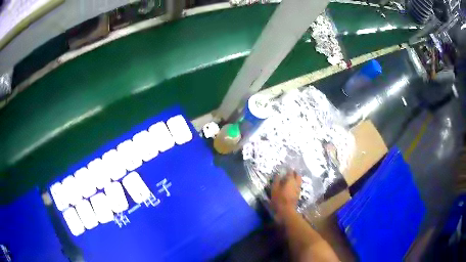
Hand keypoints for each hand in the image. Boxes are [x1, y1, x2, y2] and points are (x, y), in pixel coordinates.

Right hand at [271, 171, 301, 220]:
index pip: (291, 171)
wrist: (286, 211)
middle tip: (289, 172)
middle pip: (297, 175)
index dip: (288, 169)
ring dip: (296, 178)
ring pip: (299, 180)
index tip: (286, 168)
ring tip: (290, 179)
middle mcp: (296, 183)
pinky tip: (291, 186)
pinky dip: (295, 184)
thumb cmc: (279, 199)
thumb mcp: (274, 189)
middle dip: (294, 173)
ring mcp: (298, 189)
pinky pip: (298, 186)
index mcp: (290, 180)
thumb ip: (276, 180)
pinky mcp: (298, 194)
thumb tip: (278, 174)